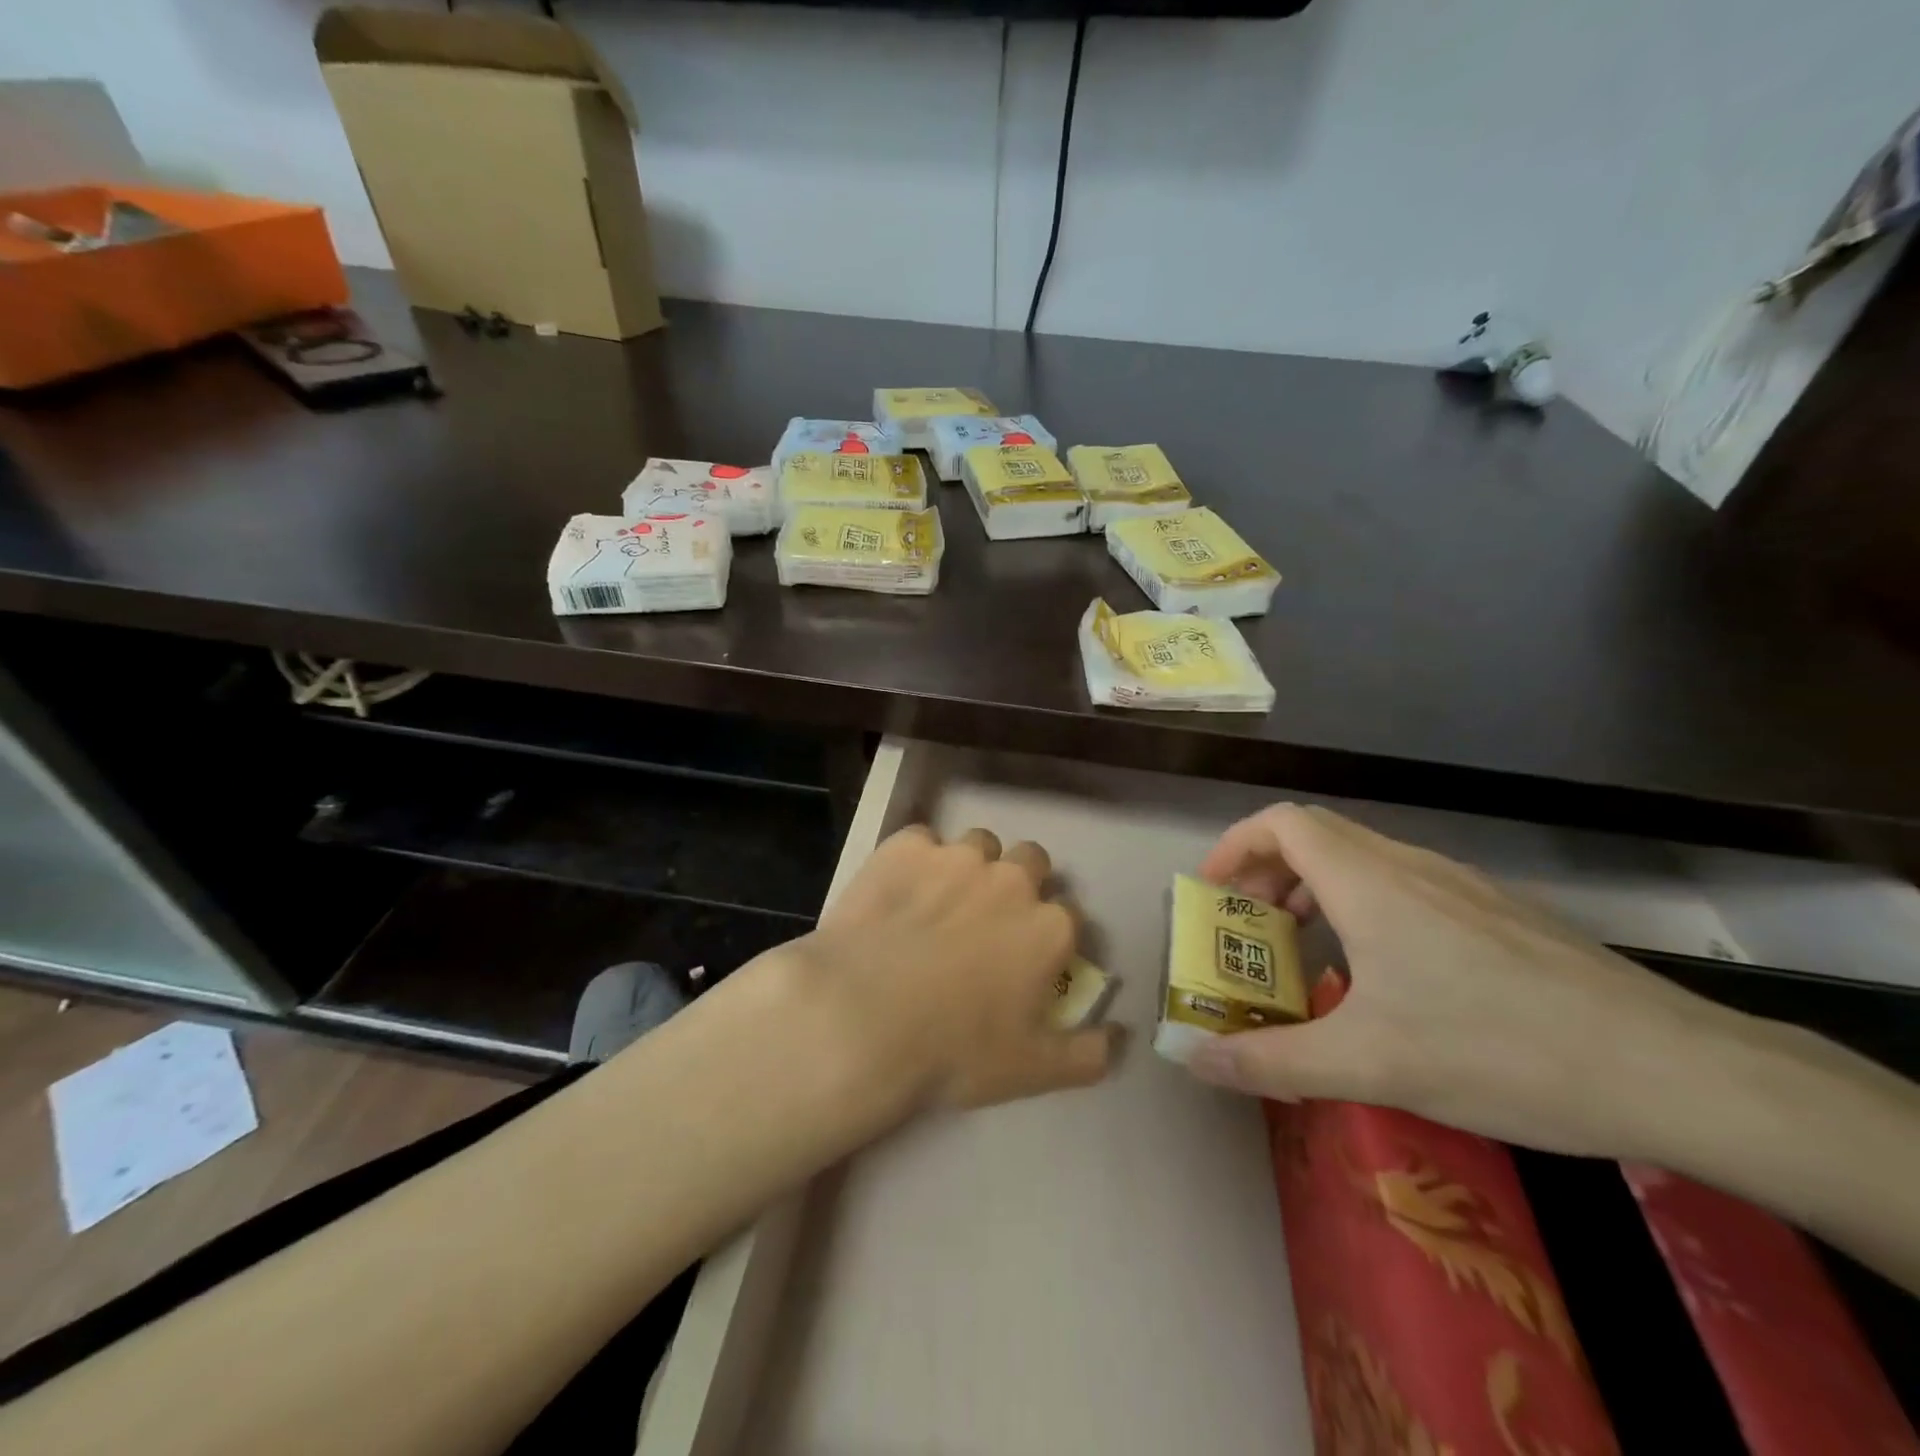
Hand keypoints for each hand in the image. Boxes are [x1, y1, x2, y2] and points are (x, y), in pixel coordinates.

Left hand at [793, 824, 1117, 1110]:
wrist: (862, 1018)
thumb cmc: (954, 1051)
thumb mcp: (1033, 1071)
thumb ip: (1090, 1054)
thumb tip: (1121, 1036)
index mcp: (1048, 927)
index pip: (1068, 916)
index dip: (1049, 936)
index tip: (1027, 959)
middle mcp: (1011, 880)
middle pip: (1031, 862)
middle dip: (1019, 884)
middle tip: (987, 922)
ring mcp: (957, 857)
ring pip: (978, 845)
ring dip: (969, 867)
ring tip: (939, 902)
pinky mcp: (906, 847)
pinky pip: (921, 840)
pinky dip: (915, 860)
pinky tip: (896, 893)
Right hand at [1184, 803, 1740, 1158]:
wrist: (1674, 1071)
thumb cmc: (1500, 1051)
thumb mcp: (1371, 1065)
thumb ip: (1273, 1061)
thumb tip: (1195, 1062)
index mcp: (1369, 882)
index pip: (1281, 823)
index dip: (1235, 847)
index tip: (1214, 896)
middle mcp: (1409, 865)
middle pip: (1315, 835)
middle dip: (1266, 872)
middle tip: (1249, 930)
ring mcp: (1460, 884)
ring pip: (1360, 859)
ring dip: (1314, 890)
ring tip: (1305, 951)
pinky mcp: (1496, 911)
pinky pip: (1402, 885)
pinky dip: (1361, 906)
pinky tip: (1383, 976)